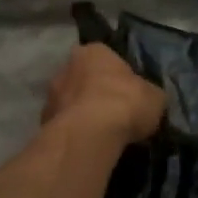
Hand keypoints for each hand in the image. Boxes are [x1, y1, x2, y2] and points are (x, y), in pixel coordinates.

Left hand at [43, 44, 164, 145]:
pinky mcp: (42, 124)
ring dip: (84, 114)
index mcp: (94, 51)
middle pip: (85, 79)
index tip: (129, 92)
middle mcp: (66, 67)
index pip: (107, 58)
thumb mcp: (155, 97)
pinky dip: (76, 133)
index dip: (119, 75)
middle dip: (97, 93)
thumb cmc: (125, 103)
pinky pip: (65, 126)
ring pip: (72, 103)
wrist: (90, 135)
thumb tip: (149, 100)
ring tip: (103, 134)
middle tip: (115, 113)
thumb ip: (149, 94)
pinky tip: (90, 145)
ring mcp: (51, 96)